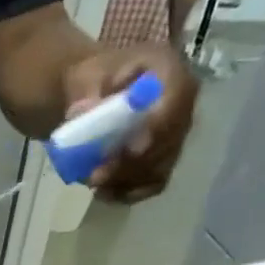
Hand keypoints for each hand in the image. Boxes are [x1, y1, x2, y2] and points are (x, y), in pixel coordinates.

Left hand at [63, 44, 197, 201]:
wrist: (94, 92)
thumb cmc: (93, 79)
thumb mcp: (84, 76)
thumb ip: (86, 91)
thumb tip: (83, 111)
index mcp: (169, 71)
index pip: (178, 97)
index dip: (159, 126)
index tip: (133, 149)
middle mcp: (181, 104)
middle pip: (169, 140)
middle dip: (132, 163)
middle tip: (96, 175)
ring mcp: (174, 134)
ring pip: (160, 166)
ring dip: (126, 180)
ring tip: (93, 182)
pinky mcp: (162, 159)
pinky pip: (153, 183)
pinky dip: (128, 192)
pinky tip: (104, 193)